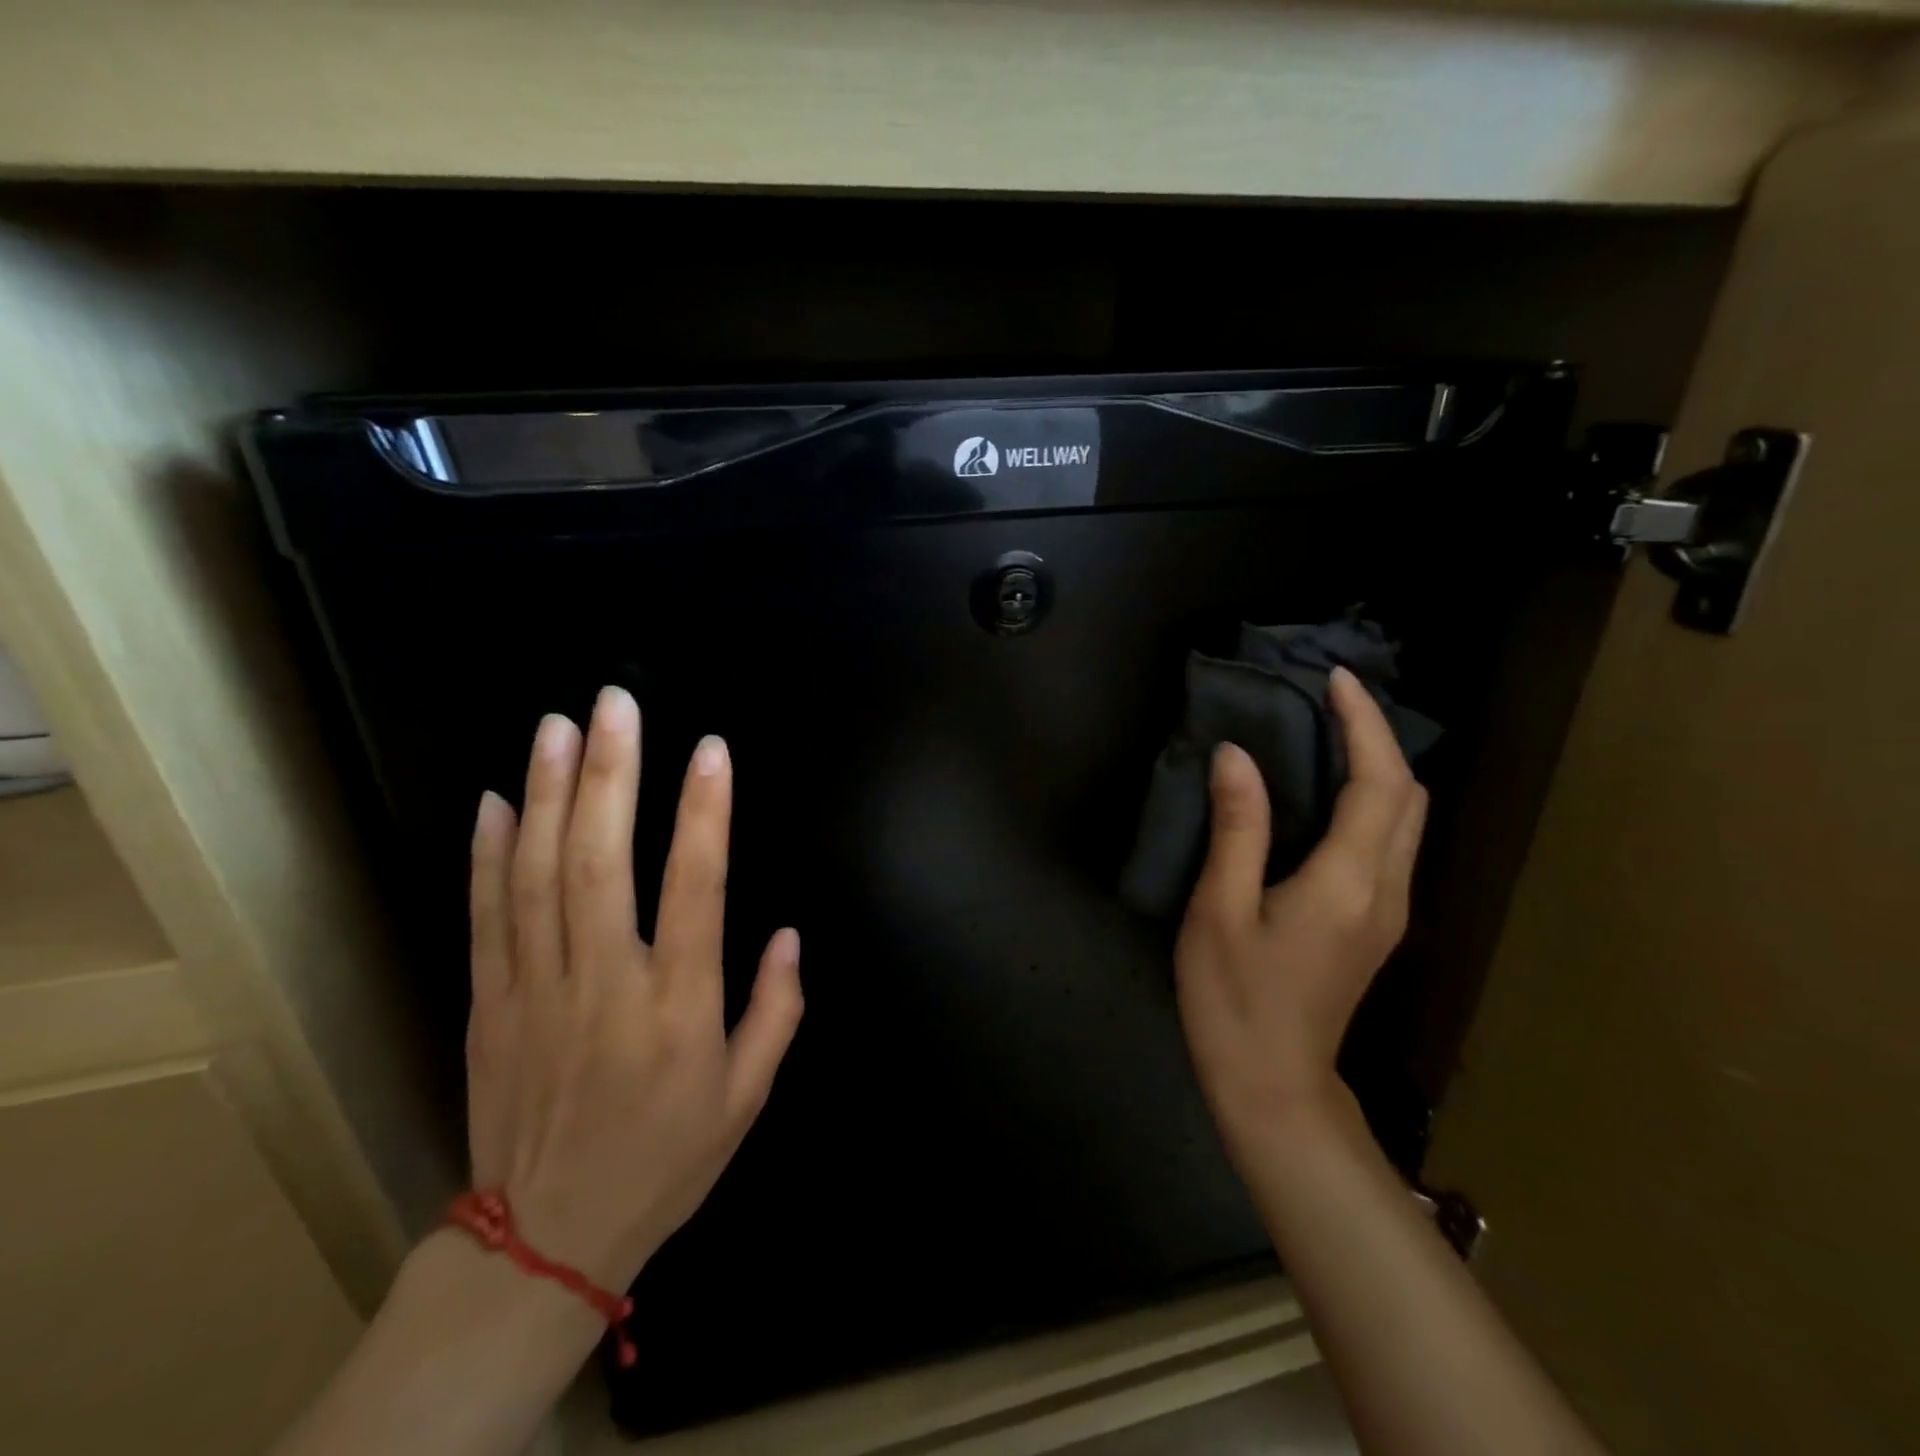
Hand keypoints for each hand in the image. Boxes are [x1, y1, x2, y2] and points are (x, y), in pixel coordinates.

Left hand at [464, 686, 803, 1288]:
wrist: (547, 1239)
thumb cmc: (666, 1159)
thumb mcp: (748, 1096)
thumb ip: (777, 1009)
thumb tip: (789, 934)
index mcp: (680, 1007)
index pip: (697, 887)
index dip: (705, 812)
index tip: (710, 748)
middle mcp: (606, 984)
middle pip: (602, 862)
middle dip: (611, 773)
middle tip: (614, 703)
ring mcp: (537, 990)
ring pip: (538, 874)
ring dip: (548, 793)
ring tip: (556, 727)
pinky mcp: (490, 1003)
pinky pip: (486, 916)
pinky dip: (489, 854)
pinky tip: (495, 800)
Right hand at [1175, 666, 1426, 1159]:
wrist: (1273, 1084)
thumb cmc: (1235, 997)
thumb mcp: (1218, 909)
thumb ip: (1236, 828)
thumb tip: (1236, 755)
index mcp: (1348, 881)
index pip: (1378, 782)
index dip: (1362, 723)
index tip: (1333, 680)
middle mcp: (1388, 889)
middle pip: (1409, 795)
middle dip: (1378, 738)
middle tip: (1326, 704)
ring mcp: (1390, 911)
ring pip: (1407, 820)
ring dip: (1378, 769)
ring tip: (1325, 737)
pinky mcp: (1377, 926)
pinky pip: (1390, 843)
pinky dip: (1370, 802)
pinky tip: (1325, 797)